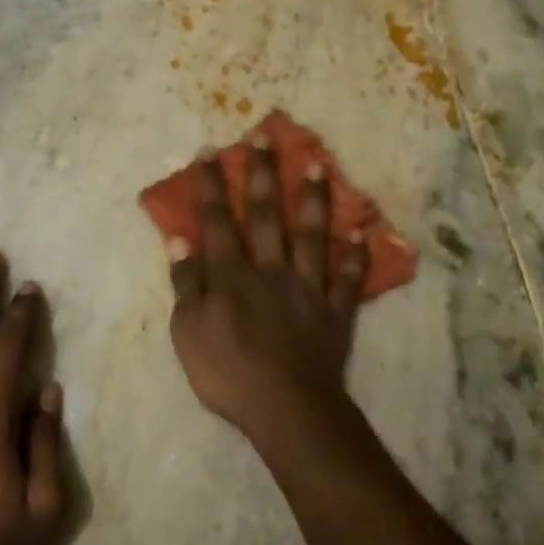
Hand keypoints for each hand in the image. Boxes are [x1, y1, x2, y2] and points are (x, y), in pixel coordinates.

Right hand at [167, 135, 369, 446]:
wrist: (285, 407)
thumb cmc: (227, 372)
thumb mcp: (187, 331)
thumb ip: (186, 284)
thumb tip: (180, 241)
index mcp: (231, 275)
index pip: (218, 221)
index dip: (212, 186)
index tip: (211, 151)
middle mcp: (270, 269)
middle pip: (265, 215)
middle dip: (262, 174)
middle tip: (265, 137)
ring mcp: (307, 287)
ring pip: (311, 234)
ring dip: (314, 199)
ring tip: (319, 164)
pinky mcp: (335, 310)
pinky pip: (349, 278)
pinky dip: (357, 255)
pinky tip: (363, 230)